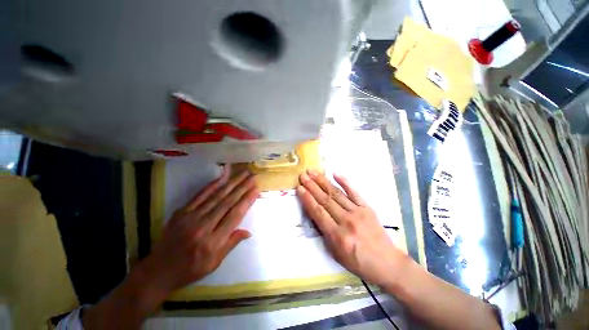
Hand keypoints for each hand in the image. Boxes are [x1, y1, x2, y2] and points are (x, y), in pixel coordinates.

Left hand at [144, 166, 258, 293]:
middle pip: (227, 202)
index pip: (235, 216)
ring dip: (231, 183)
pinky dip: (212, 185)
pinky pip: (200, 195)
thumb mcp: (215, 263)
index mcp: (213, 241)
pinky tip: (222, 177)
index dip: (247, 201)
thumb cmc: (191, 269)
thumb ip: (232, 243)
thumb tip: (248, 231)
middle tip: (253, 176)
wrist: (159, 270)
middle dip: (242, 187)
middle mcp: (203, 226)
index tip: (256, 189)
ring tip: (242, 173)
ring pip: (216, 196)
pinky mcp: (181, 212)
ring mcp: (191, 217)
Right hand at [296, 171, 406, 286]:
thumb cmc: (358, 262)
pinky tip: (336, 174)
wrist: (387, 263)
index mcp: (337, 236)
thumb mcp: (336, 254)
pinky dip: (345, 182)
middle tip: (303, 175)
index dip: (307, 199)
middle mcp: (346, 221)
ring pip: (336, 194)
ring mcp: (358, 212)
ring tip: (313, 172)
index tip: (299, 188)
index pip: (318, 212)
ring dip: (323, 182)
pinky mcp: (367, 208)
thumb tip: (316, 214)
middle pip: (325, 200)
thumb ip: (325, 233)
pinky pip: (354, 192)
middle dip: (312, 186)